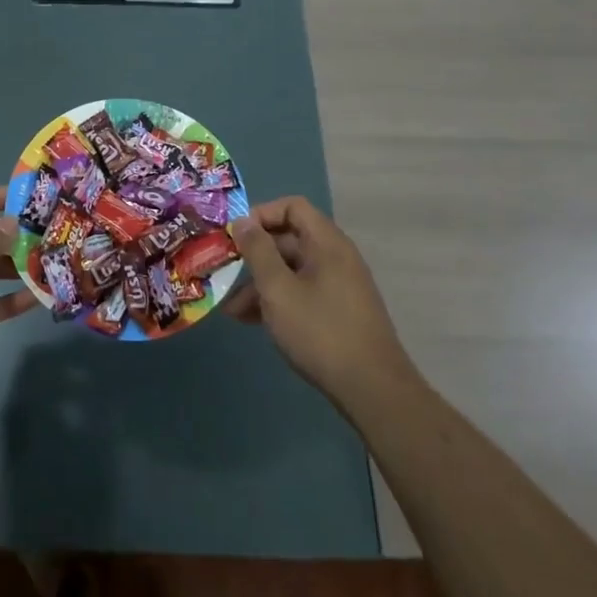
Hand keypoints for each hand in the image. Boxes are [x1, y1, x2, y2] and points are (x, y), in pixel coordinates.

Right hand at [228, 197, 415, 411]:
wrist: (372, 389)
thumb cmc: (320, 331)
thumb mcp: (278, 289)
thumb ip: (258, 251)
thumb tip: (243, 221)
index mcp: (326, 243)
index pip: (292, 207)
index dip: (261, 214)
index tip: (235, 236)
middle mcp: (336, 257)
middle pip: (289, 240)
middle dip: (254, 256)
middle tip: (224, 273)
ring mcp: (339, 286)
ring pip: (292, 270)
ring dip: (260, 284)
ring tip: (230, 309)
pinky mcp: (338, 311)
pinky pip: (302, 292)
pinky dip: (277, 300)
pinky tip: (251, 322)